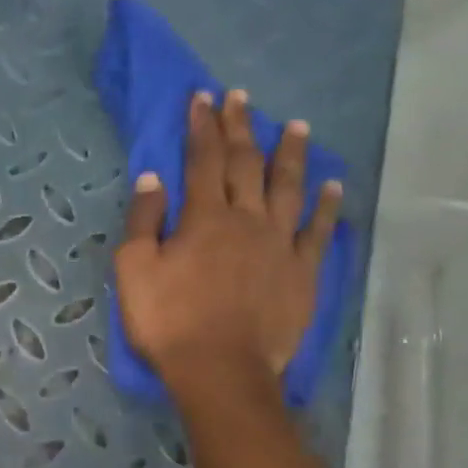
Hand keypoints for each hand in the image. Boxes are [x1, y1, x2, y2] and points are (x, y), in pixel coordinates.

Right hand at [114, 90, 340, 409]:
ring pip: (288, 187)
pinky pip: (319, 230)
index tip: (202, 98)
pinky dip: (327, 205)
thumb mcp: (134, 273)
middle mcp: (246, 219)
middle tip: (241, 98)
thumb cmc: (170, 324)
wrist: (221, 370)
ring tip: (295, 125)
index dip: (201, 126)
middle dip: (241, 128)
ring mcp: (280, 244)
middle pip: (245, 164)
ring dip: (290, 154)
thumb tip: (153, 178)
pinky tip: (332, 186)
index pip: (202, 160)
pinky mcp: (303, 272)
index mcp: (203, 218)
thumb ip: (143, 223)